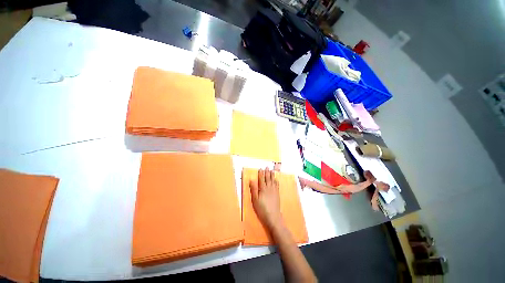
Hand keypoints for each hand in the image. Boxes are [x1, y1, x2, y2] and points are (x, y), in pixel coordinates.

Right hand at [250, 168, 282, 229]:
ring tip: (272, 170)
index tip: (260, 168)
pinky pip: (277, 185)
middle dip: (267, 172)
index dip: (261, 173)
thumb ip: (253, 189)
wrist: (273, 216)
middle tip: (267, 167)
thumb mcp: (255, 200)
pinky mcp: (277, 194)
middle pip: (268, 178)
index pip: (261, 179)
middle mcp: (269, 188)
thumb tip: (252, 180)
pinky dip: (276, 181)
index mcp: (262, 189)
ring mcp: (274, 191)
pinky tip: (276, 179)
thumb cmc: (262, 209)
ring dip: (272, 175)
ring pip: (273, 180)